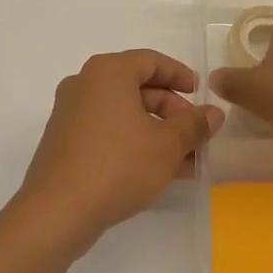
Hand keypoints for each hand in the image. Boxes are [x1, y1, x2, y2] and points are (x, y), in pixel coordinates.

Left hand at [16, 49, 224, 247]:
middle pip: (137, 88)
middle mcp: (85, 85)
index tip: (201, 96)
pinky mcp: (65, 143)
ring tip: (187, 162)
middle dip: (172, 112)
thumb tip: (214, 113)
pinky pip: (108, 133)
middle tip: (196, 136)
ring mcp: (70, 115)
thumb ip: (194, 125)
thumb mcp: (167, 145)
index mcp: (107, 72)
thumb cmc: (118, 165)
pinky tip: (158, 172)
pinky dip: (134, 145)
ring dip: (157, 134)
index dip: (181, 76)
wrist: (58, 211)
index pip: (151, 61)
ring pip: (124, 115)